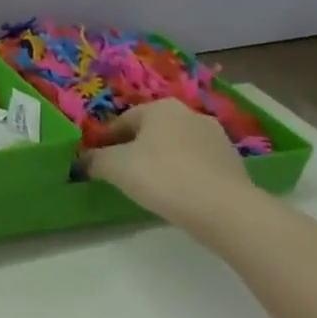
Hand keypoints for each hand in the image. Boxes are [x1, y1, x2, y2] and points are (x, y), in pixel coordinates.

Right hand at [82, 99, 255, 219]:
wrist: (224, 209)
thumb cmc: (162, 177)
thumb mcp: (115, 167)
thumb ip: (94, 159)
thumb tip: (83, 159)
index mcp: (160, 107)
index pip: (122, 121)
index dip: (105, 141)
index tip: (97, 161)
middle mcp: (189, 114)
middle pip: (150, 132)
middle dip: (135, 149)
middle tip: (123, 174)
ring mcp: (216, 137)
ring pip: (175, 147)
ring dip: (161, 161)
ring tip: (151, 187)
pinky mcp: (233, 162)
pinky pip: (197, 164)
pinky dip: (184, 174)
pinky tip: (178, 194)